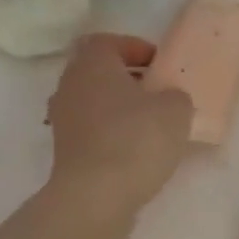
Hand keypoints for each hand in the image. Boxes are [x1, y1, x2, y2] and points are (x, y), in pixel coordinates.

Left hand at [46, 34, 193, 222]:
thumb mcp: (175, 110)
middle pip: (98, 73)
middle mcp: (70, 86)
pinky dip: (111, 136)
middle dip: (127, 80)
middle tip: (157, 93)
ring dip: (119, 110)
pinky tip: (135, 153)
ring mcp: (63, 121)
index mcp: (92, 64)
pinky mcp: (65, 153)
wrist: (95, 197)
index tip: (159, 64)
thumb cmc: (135, 140)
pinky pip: (92, 133)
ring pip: (94, 104)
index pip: (108, 42)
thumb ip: (175, 96)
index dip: (135, 48)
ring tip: (150, 126)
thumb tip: (168, 100)